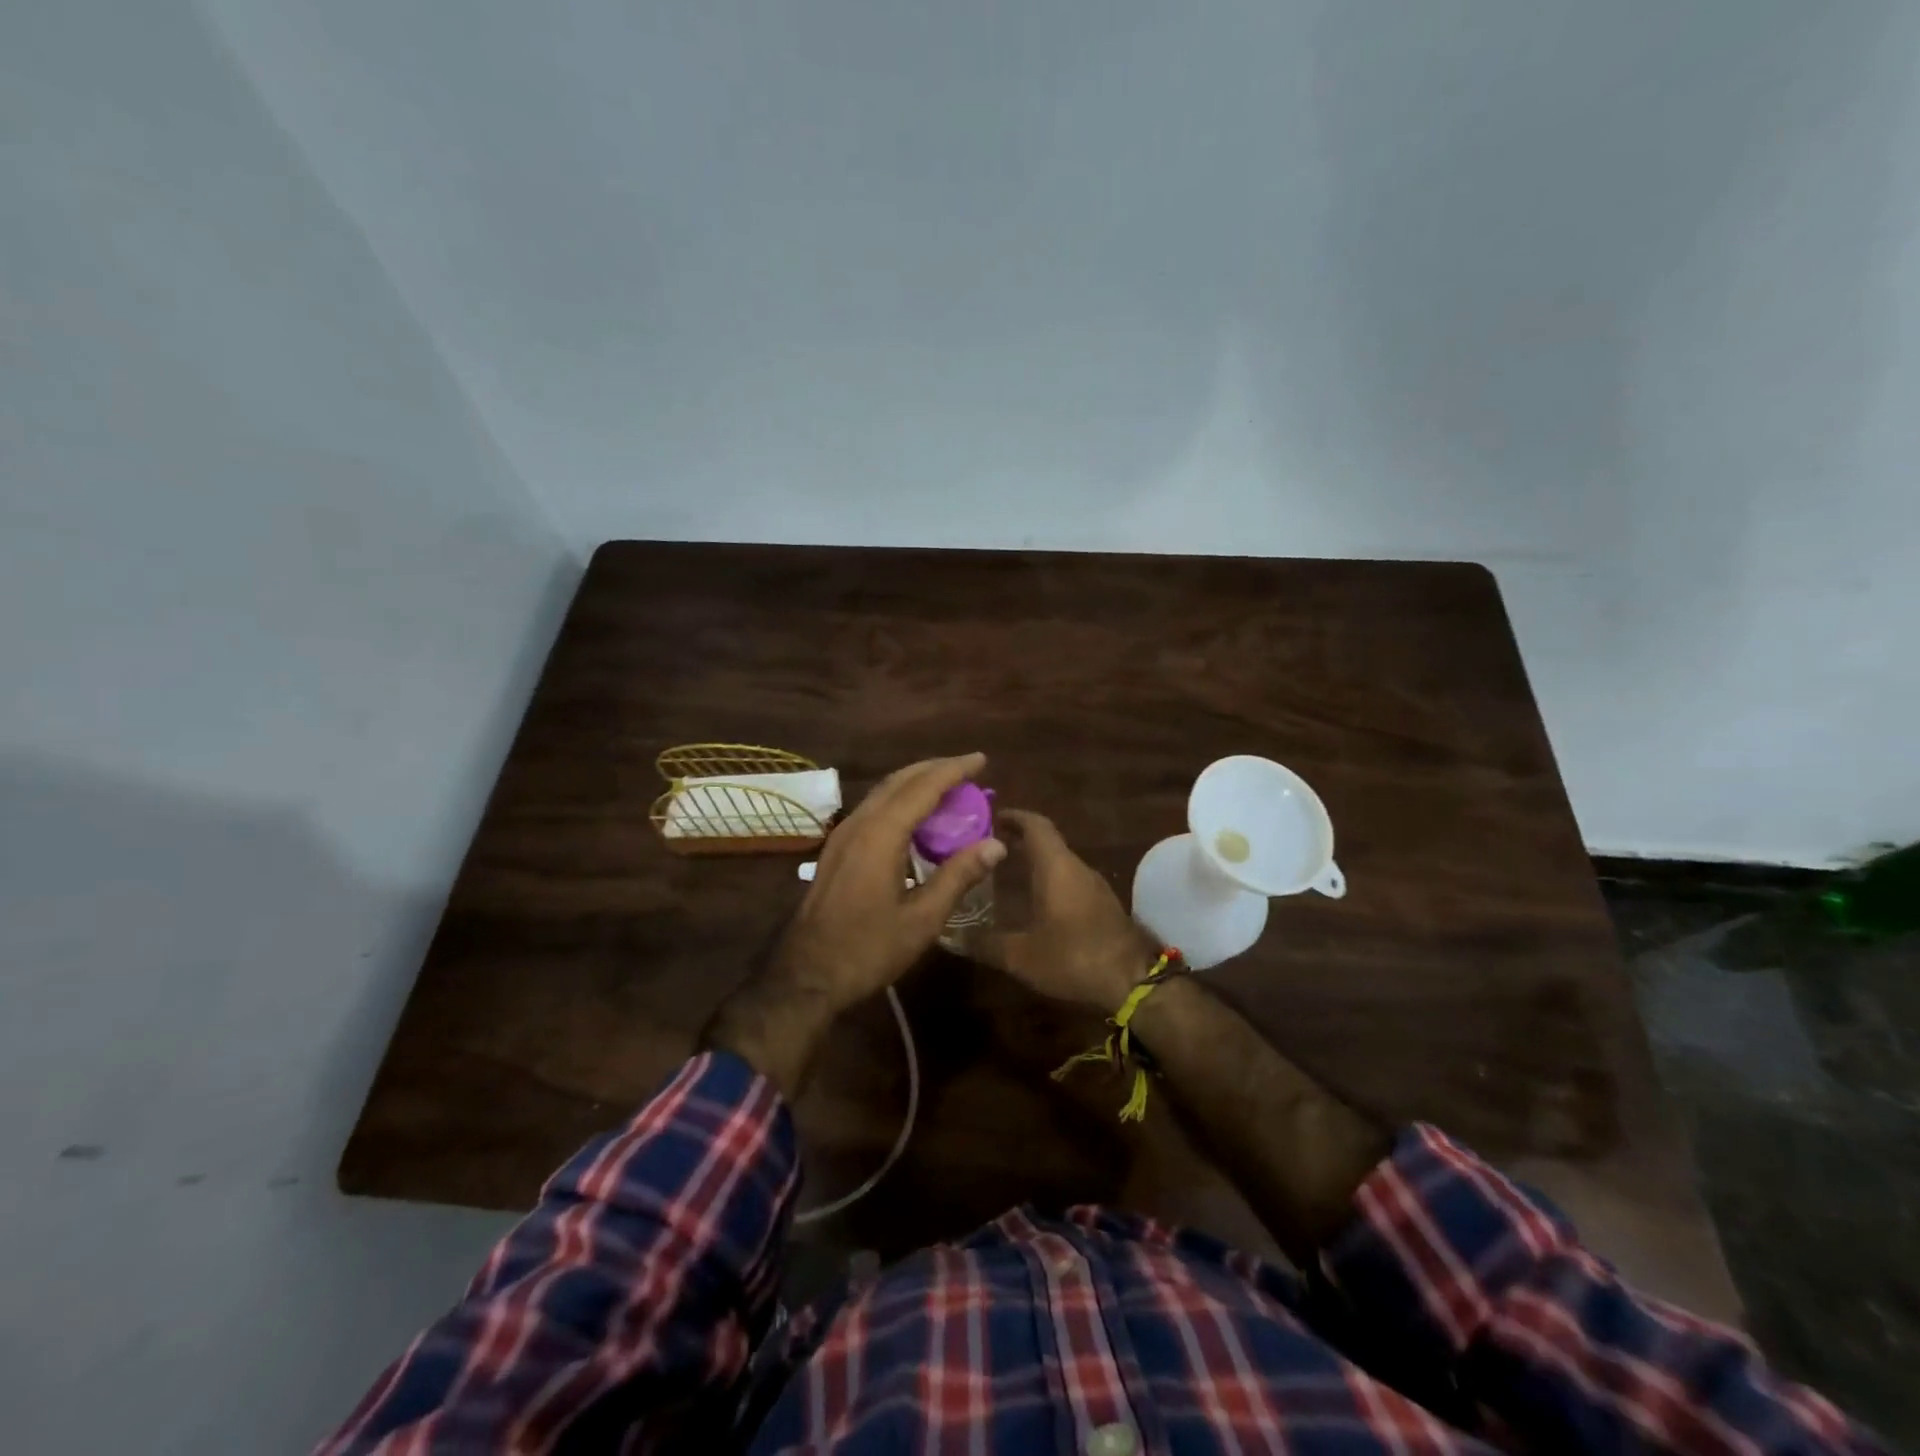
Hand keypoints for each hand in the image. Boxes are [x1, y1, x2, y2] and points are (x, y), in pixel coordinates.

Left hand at [772, 752, 1004, 1007]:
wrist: (806, 974)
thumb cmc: (868, 949)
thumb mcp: (922, 919)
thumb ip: (958, 876)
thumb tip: (996, 844)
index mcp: (881, 834)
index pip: (923, 787)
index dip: (954, 770)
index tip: (981, 759)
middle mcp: (860, 823)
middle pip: (900, 780)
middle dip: (935, 768)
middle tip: (968, 769)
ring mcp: (843, 835)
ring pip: (883, 792)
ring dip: (916, 782)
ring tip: (947, 786)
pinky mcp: (836, 849)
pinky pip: (873, 808)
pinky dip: (900, 800)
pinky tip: (915, 818)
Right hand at [976, 810, 1159, 1011]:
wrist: (1133, 982)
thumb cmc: (1073, 956)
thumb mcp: (1021, 955)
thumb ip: (986, 943)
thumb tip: (952, 936)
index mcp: (1056, 867)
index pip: (1035, 825)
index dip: (1014, 817)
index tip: (991, 817)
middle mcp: (1076, 867)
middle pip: (1048, 841)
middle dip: (1019, 839)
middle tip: (989, 846)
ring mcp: (1093, 885)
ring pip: (1060, 861)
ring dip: (1036, 860)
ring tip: (1006, 871)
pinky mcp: (1103, 904)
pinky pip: (1070, 879)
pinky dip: (1050, 879)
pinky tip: (1034, 900)